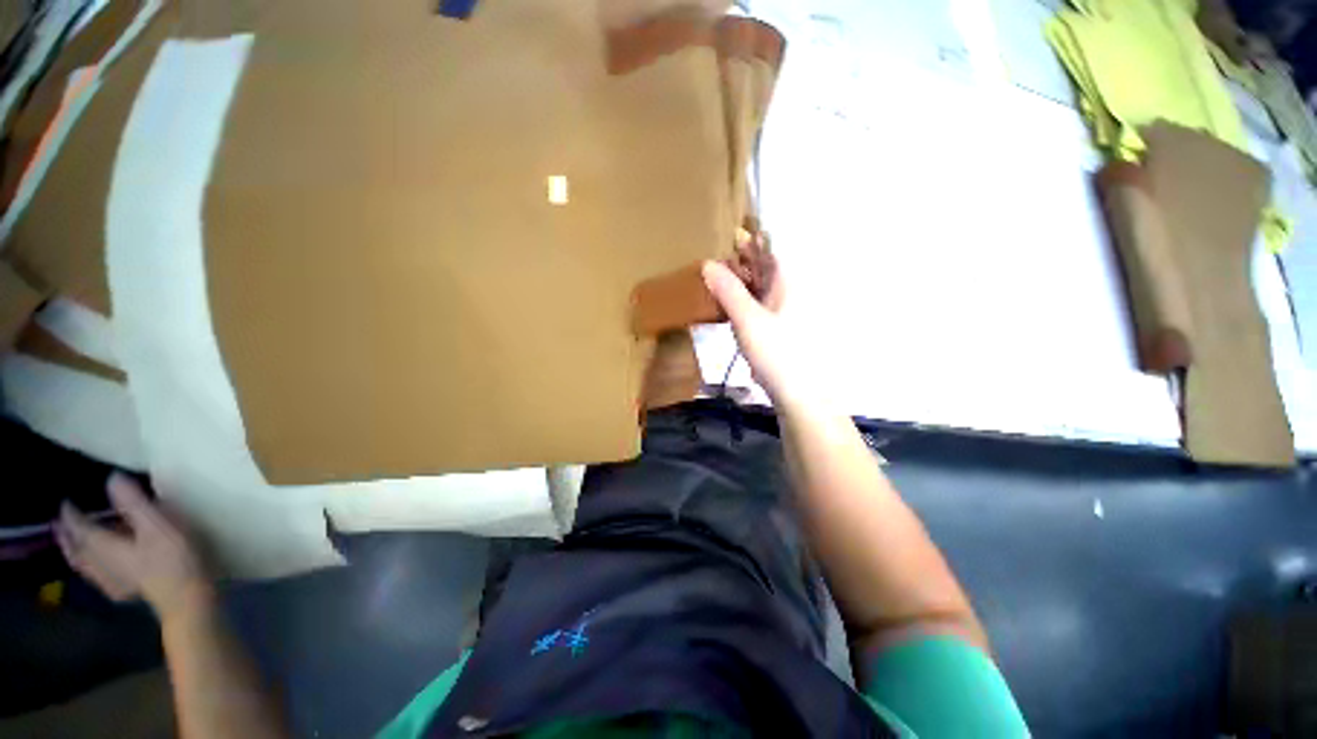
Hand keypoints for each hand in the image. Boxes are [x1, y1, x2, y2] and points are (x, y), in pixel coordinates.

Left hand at [56, 474, 210, 619]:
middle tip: (60, 525)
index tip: (66, 502)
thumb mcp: (158, 525)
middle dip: (67, 537)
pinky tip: (99, 574)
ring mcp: (112, 581)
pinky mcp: (126, 592)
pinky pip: (100, 579)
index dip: (72, 514)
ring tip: (73, 546)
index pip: (80, 527)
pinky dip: (93, 572)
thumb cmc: (173, 557)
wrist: (187, 598)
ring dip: (76, 554)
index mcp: (104, 546)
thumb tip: (112, 478)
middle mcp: (100, 563)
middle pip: (77, 550)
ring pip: (85, 567)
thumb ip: (134, 503)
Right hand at [702, 234, 811, 405]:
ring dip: (740, 281)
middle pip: (764, 268)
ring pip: (760, 287)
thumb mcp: (748, 320)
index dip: (749, 239)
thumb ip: (729, 291)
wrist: (798, 394)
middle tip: (714, 256)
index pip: (769, 250)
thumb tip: (708, 263)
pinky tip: (728, 305)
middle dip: (741, 260)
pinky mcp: (777, 329)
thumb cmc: (777, 353)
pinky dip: (743, 300)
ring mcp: (784, 312)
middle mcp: (788, 292)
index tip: (727, 232)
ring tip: (715, 277)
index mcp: (787, 283)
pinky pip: (758, 305)